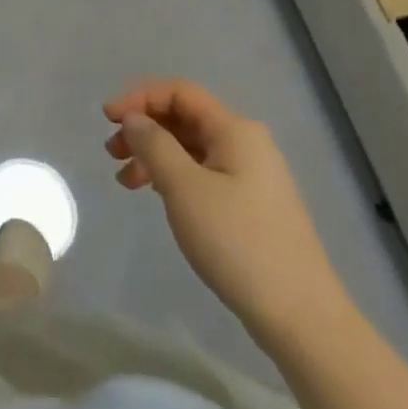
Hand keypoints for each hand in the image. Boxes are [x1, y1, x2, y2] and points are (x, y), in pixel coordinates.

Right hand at [104, 77, 350, 348]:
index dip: (139, 97)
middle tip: (112, 152)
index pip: (178, 91)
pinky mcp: (250, 204)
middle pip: (184, 117)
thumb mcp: (184, 188)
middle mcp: (245, 143)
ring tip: (126, 181)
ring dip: (154, 154)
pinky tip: (156, 196)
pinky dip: (173, 176)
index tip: (107, 119)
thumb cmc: (238, 242)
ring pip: (190, 147)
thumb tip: (134, 118)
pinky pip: (202, 173)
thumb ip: (154, 144)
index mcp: (235, 130)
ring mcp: (250, 175)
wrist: (300, 316)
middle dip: (143, 127)